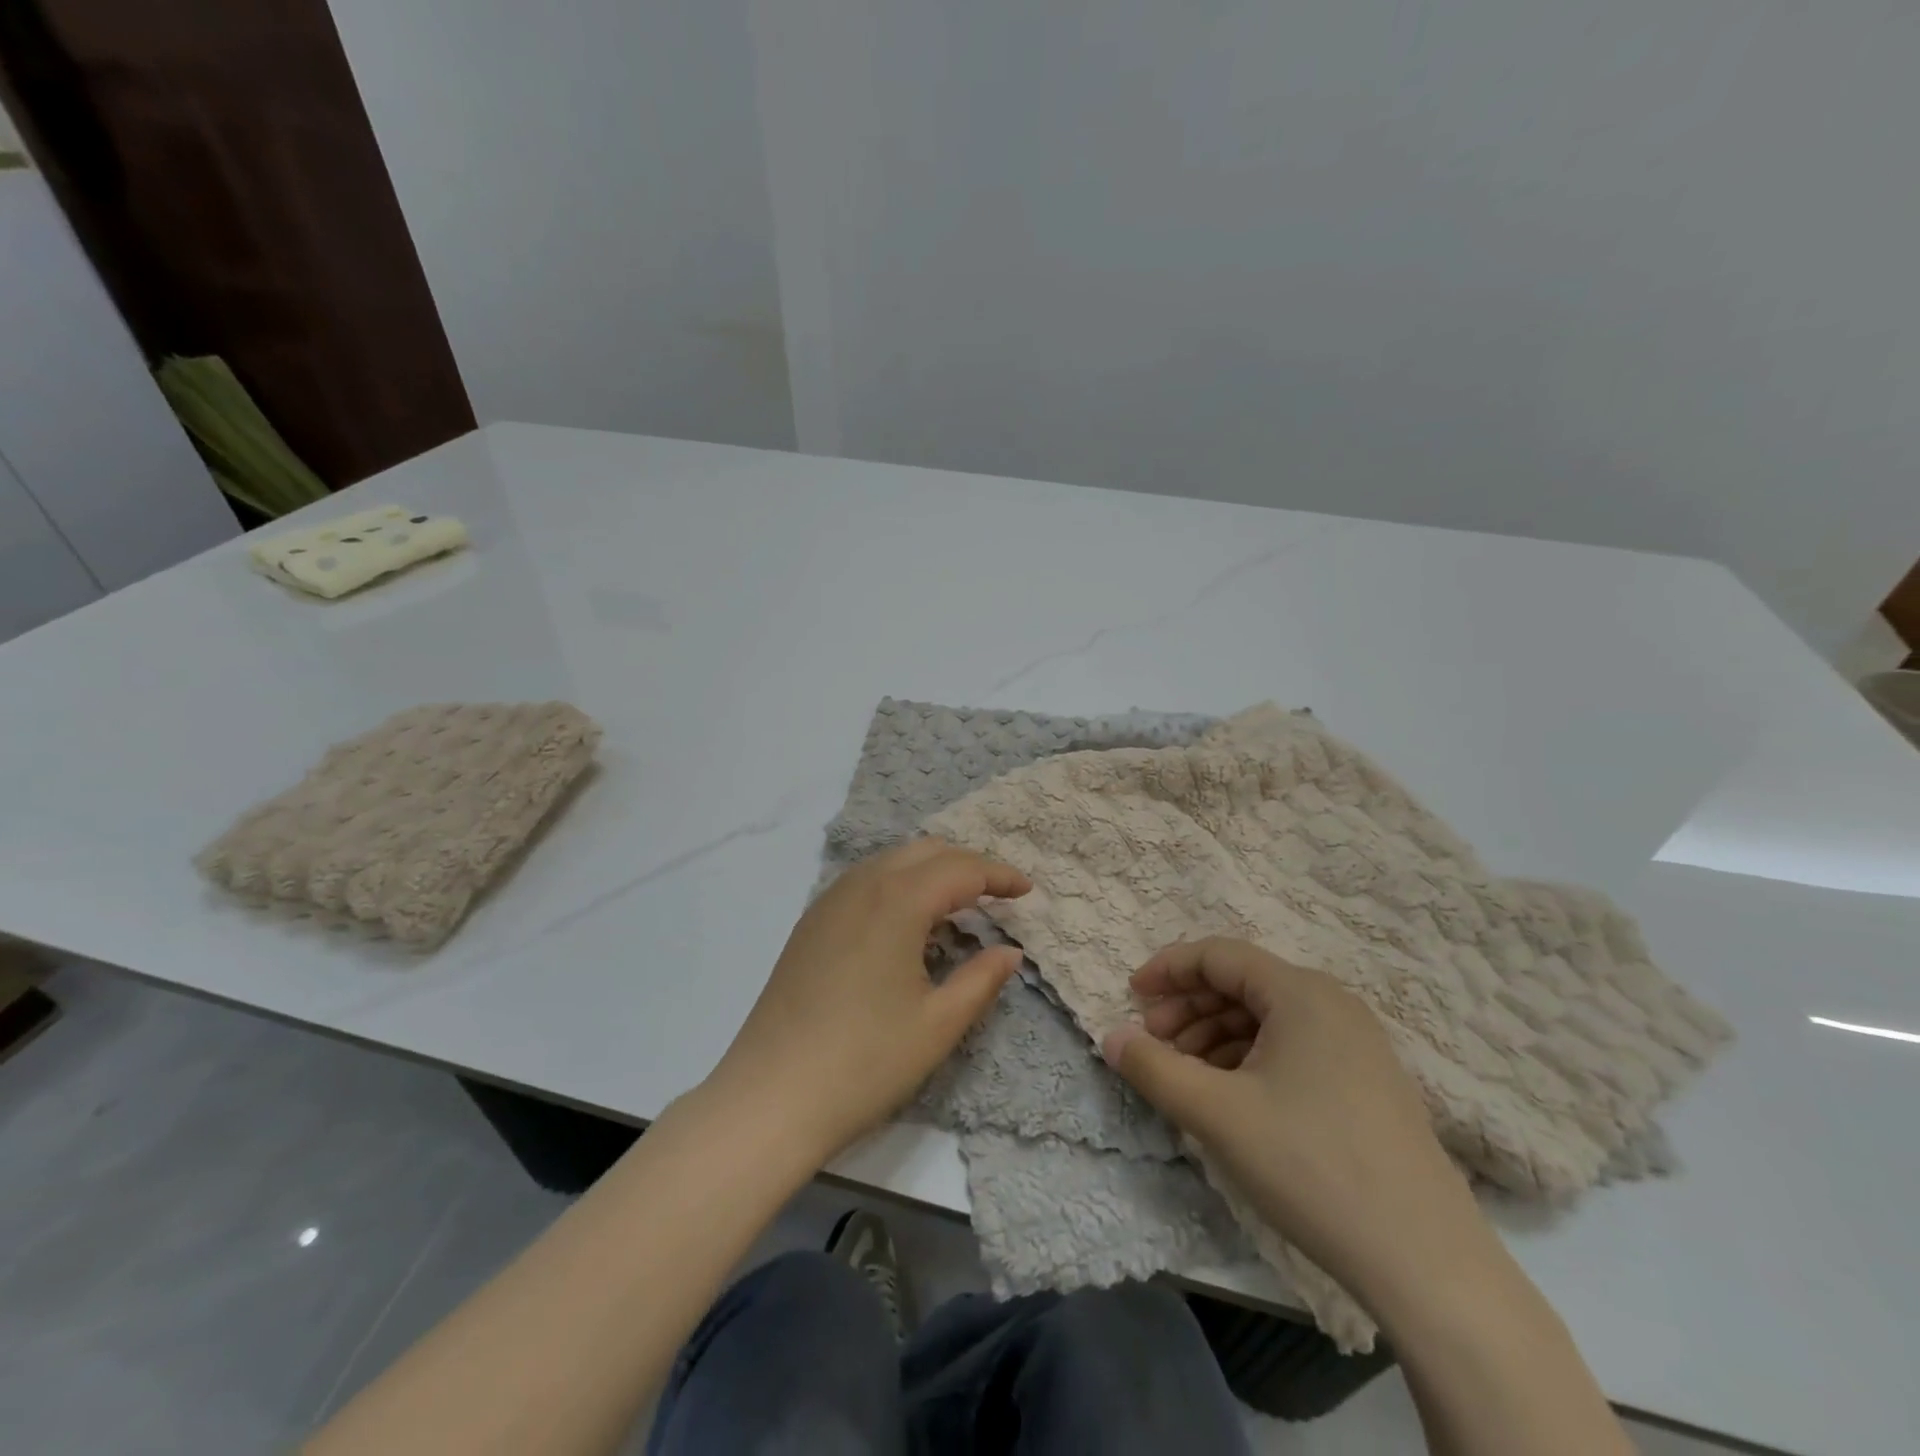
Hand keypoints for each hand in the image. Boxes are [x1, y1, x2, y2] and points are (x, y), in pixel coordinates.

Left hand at [707, 838, 1029, 1164]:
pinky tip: (907, 923)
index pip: (961, 869)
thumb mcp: (938, 1024)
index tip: (1028, 891)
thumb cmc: (865, 1062)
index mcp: (897, 901)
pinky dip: (899, 885)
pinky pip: (865, 881)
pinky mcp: (811, 922)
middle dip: (967, 865)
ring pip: (892, 861)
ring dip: (931, 872)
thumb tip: (1010, 951)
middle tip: (997, 896)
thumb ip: (981, 979)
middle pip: (926, 851)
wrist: (771, 1096)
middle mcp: (862, 885)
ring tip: (958, 907)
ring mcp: (830, 901)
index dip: (999, 875)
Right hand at [1102, 938, 1493, 1314]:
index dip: (1168, 969)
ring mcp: (1357, 1044)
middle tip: (1152, 1043)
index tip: (1131, 996)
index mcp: (1301, 993)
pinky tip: (1230, 1095)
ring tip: (1185, 1074)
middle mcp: (1333, 1004)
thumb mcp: (1217, 1115)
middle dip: (1189, 1007)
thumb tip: (1109, 1036)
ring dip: (1215, 1035)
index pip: (1219, 956)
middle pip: (1242, 983)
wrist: (1427, 1262)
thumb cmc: (1311, 1167)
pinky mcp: (1367, 1082)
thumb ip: (1154, 1068)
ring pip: (1266, 1018)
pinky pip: (1293, 1047)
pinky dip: (1249, 1058)